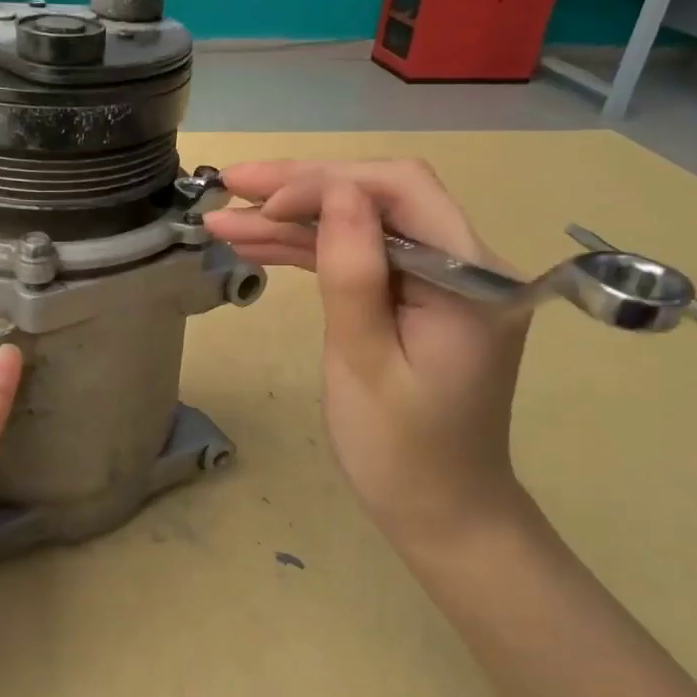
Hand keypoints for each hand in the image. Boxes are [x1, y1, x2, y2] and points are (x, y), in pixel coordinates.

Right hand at [204, 159, 530, 558]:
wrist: (442, 513)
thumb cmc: (402, 454)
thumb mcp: (365, 365)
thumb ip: (353, 274)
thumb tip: (335, 189)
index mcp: (471, 277)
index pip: (399, 191)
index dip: (325, 183)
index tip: (261, 203)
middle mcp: (467, 263)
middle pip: (380, 198)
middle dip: (301, 189)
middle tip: (229, 185)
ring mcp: (443, 279)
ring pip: (363, 226)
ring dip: (295, 221)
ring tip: (225, 220)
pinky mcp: (419, 298)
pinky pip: (364, 260)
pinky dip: (313, 252)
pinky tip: (259, 246)